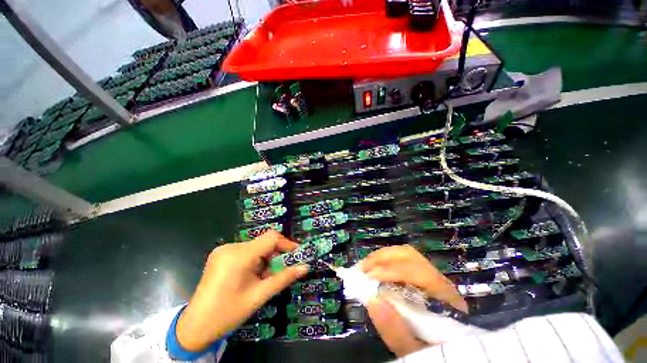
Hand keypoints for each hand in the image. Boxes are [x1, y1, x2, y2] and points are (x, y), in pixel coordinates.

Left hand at [176, 231, 307, 351]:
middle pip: (263, 242)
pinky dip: (255, 259)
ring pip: (255, 247)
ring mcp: (223, 249)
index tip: (297, 254)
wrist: (195, 327)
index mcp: (239, 256)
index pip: (271, 238)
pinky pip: (246, 251)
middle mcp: (231, 247)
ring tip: (266, 276)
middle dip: (276, 254)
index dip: (287, 244)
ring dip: (266, 258)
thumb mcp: (259, 296)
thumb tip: (305, 267)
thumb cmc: (228, 313)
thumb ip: (284, 278)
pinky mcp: (220, 254)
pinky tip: (253, 275)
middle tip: (283, 269)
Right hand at [359, 245, 467, 356]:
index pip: (418, 273)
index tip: (368, 277)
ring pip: (405, 254)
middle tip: (361, 268)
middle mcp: (440, 281)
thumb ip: (396, 332)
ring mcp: (431, 275)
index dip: (391, 271)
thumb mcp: (415, 351)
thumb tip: (372, 299)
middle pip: (409, 255)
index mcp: (445, 299)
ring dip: (381, 257)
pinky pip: (402, 260)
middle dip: (382, 258)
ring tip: (364, 267)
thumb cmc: (433, 352)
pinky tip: (373, 268)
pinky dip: (385, 260)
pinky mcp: (422, 276)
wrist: (448, 352)